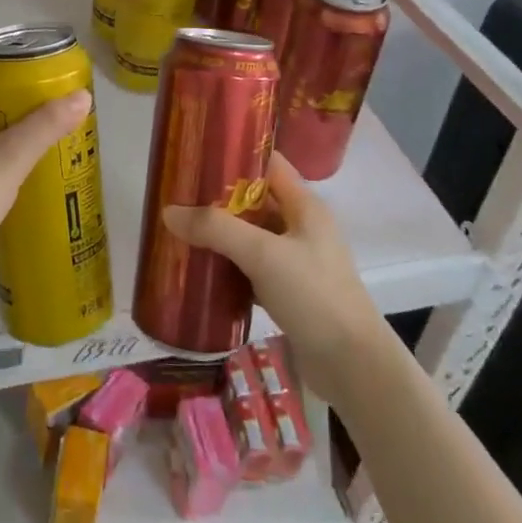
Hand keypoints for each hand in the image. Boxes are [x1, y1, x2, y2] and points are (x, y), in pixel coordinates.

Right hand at [163, 152, 386, 403]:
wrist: (353, 367)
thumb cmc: (313, 295)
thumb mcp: (262, 254)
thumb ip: (216, 229)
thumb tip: (168, 212)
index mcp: (305, 206)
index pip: (268, 164)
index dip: (236, 155)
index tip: (197, 156)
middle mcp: (302, 227)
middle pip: (256, 200)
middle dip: (218, 199)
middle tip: (178, 197)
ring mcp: (297, 261)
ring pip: (252, 237)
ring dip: (221, 235)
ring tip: (181, 231)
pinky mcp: (290, 292)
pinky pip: (252, 269)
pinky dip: (229, 267)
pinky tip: (202, 271)